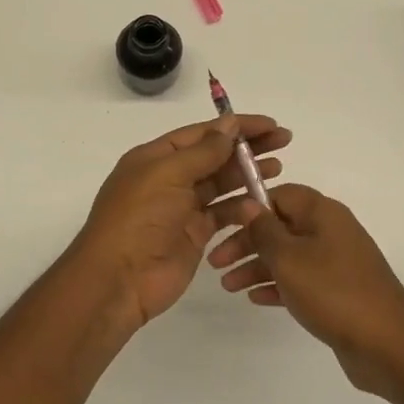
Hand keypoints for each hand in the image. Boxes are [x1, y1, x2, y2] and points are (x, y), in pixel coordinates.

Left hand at [65, 114, 289, 334]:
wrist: (119, 279)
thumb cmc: (138, 218)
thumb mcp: (167, 174)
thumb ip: (203, 151)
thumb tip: (230, 125)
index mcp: (155, 157)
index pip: (202, 133)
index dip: (236, 127)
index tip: (270, 124)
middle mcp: (169, 179)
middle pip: (215, 156)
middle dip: (248, 148)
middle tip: (284, 141)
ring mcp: (182, 208)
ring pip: (222, 184)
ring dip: (248, 175)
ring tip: (278, 168)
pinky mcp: (194, 235)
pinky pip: (223, 215)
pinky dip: (242, 208)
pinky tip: (262, 204)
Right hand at [209, 184, 403, 395]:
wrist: (387, 344)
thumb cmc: (333, 291)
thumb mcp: (289, 258)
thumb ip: (264, 230)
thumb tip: (249, 203)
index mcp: (323, 213)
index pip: (280, 195)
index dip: (250, 207)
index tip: (221, 225)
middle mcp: (331, 231)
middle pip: (281, 227)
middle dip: (247, 242)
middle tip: (216, 262)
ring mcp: (337, 263)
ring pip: (288, 256)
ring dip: (257, 267)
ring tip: (227, 286)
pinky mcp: (338, 292)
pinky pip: (301, 280)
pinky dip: (278, 286)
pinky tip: (255, 299)